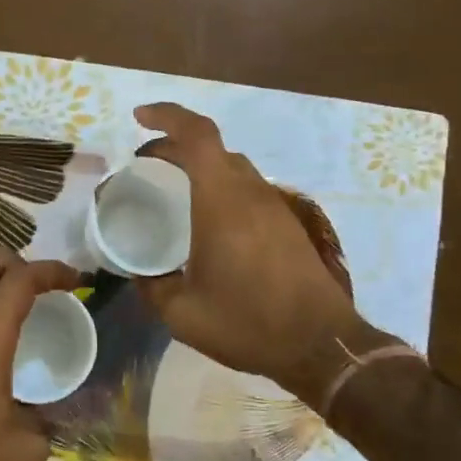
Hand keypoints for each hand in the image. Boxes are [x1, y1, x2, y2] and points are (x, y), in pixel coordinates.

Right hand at [131, 103, 385, 403]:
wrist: (322, 345)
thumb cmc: (248, 323)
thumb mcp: (183, 313)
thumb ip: (153, 288)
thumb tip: (139, 274)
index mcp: (222, 201)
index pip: (197, 135)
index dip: (167, 115)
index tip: (138, 118)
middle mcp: (250, 192)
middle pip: (213, 148)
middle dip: (175, 146)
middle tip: (146, 165)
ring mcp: (274, 206)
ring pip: (233, 168)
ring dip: (200, 168)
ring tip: (172, 191)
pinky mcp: (288, 224)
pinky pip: (248, 190)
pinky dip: (220, 188)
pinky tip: (208, 223)